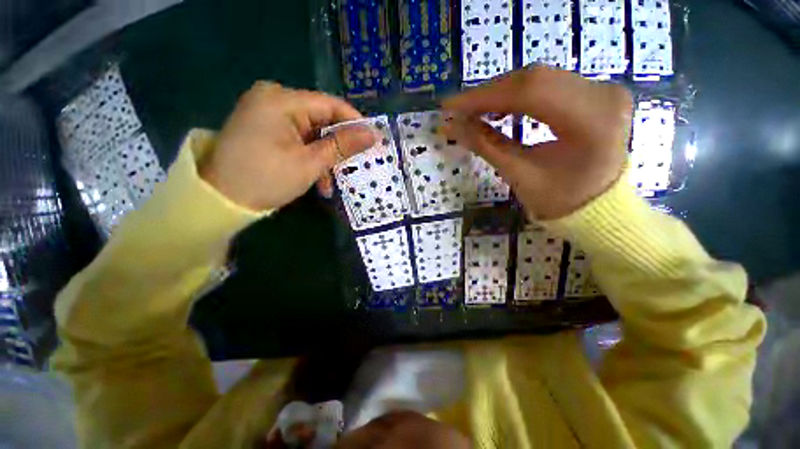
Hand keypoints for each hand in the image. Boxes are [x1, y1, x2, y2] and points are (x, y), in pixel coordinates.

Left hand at [199, 82, 376, 210]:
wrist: (220, 200)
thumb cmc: (267, 179)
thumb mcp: (311, 163)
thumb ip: (342, 146)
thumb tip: (373, 134)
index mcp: (282, 100)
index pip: (331, 104)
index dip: (355, 123)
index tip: (373, 141)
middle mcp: (273, 98)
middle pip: (321, 119)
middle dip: (337, 146)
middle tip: (352, 166)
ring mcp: (266, 112)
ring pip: (311, 132)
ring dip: (323, 157)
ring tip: (329, 182)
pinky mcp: (264, 127)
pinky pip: (297, 137)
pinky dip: (309, 156)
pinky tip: (314, 176)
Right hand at [442, 66, 632, 219]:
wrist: (598, 207)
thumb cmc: (560, 200)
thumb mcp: (519, 174)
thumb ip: (485, 144)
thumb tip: (450, 125)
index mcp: (592, 120)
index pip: (529, 91)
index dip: (484, 96)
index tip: (450, 105)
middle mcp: (604, 94)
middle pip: (534, 79)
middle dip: (489, 94)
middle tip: (458, 109)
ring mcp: (603, 89)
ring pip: (540, 79)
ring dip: (501, 94)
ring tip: (475, 112)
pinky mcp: (596, 92)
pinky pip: (549, 85)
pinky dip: (519, 95)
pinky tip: (501, 109)